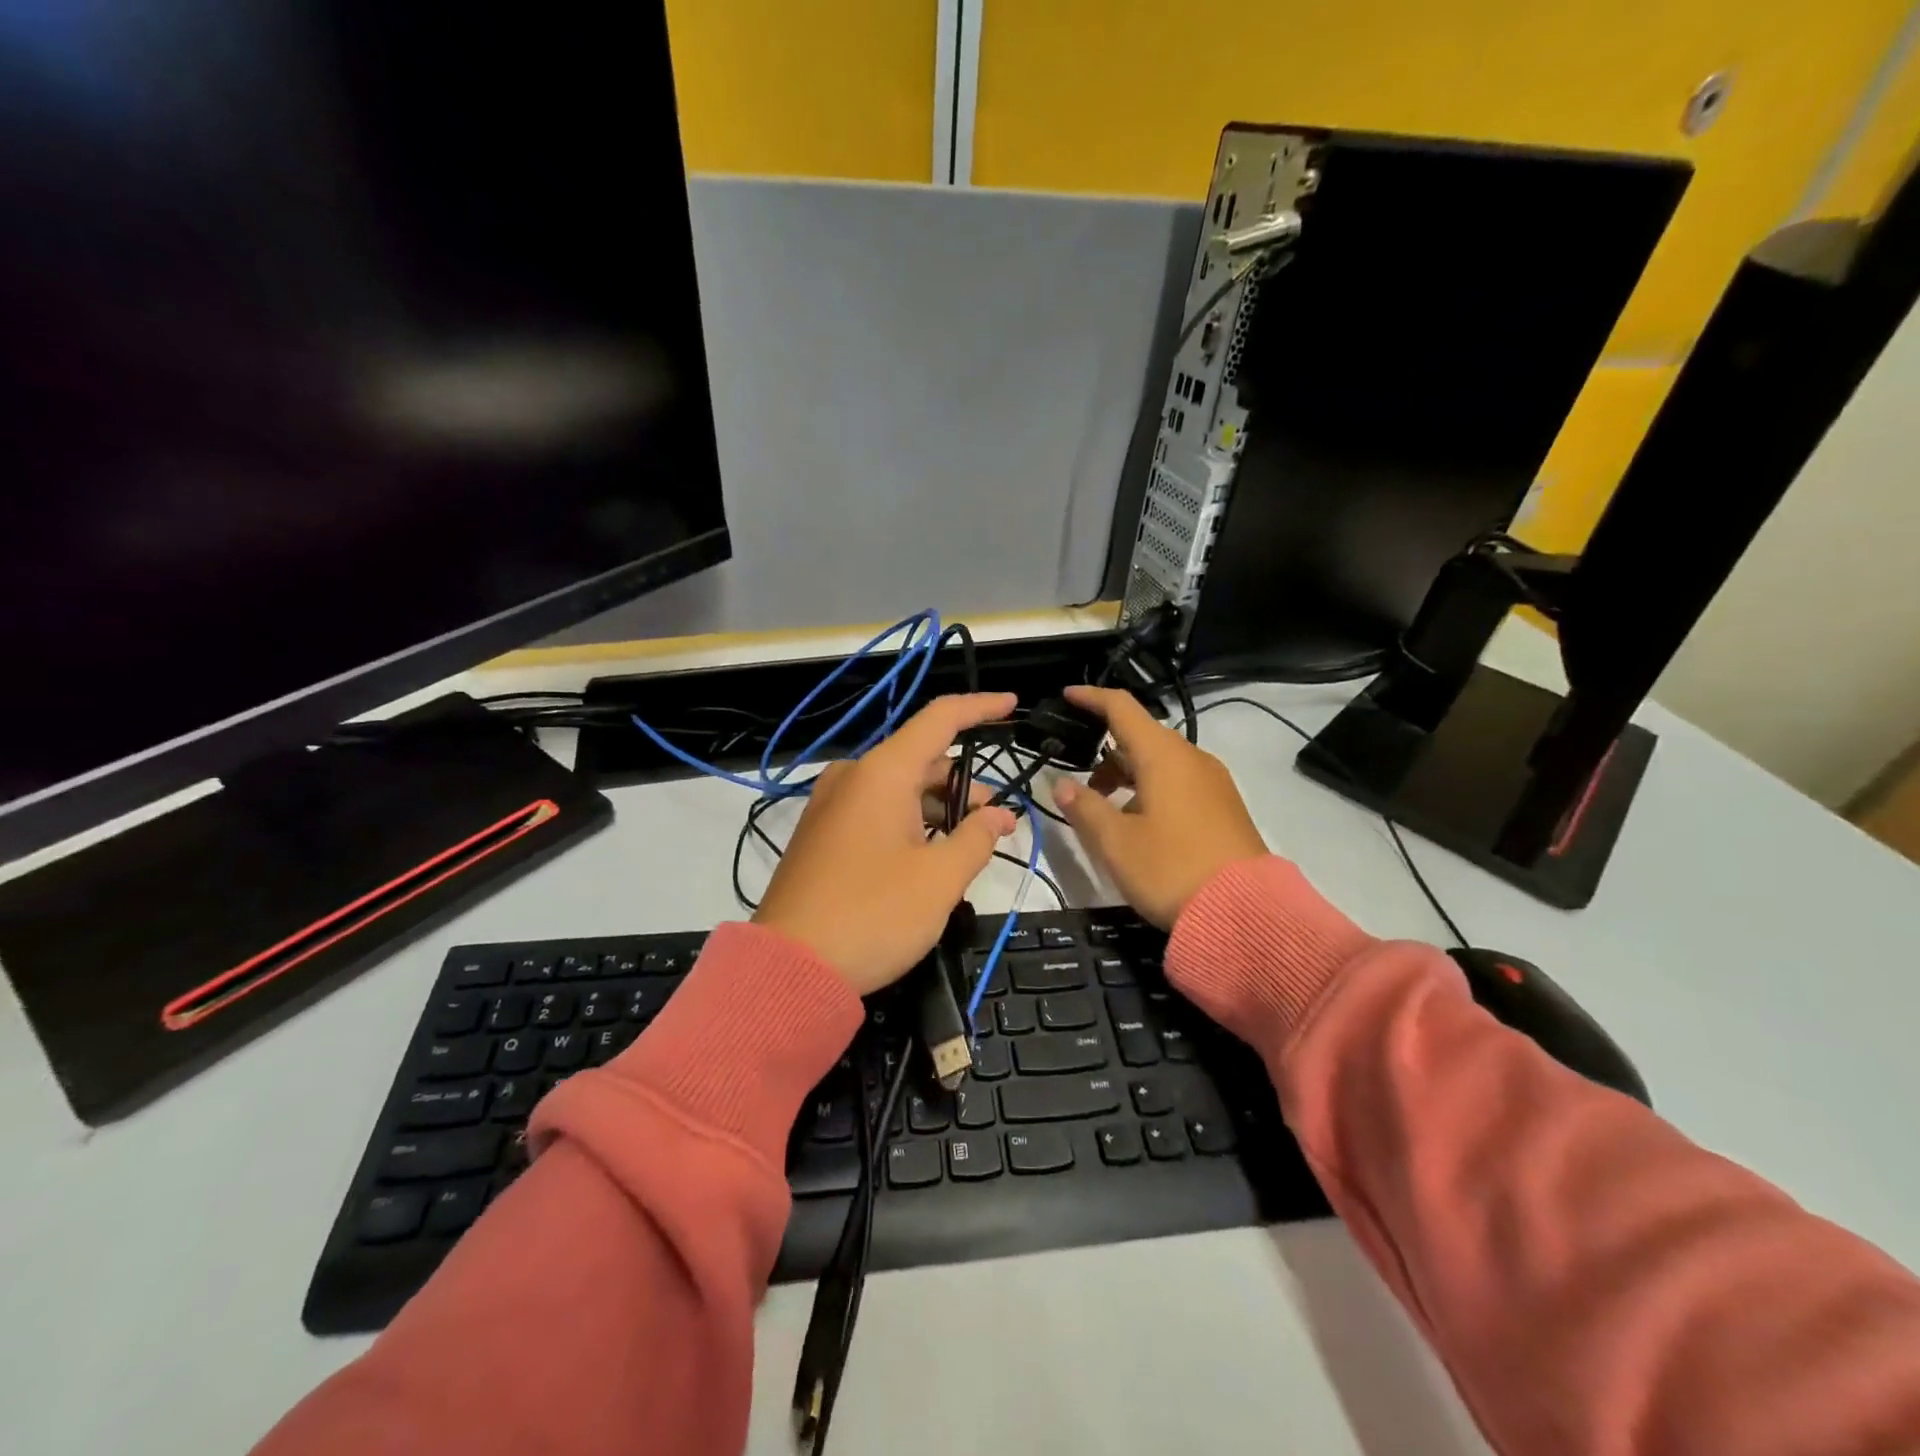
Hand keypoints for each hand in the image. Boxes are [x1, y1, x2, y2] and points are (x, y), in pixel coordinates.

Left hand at [754, 693, 1019, 995]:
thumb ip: (976, 838)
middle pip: (921, 760)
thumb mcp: (939, 880)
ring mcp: (831, 806)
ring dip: (938, 808)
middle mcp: (853, 777)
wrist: (788, 969)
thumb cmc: (873, 915)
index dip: (980, 708)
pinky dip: (910, 822)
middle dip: (964, 784)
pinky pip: (875, 811)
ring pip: (898, 789)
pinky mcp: (821, 836)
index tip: (1012, 706)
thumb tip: (998, 815)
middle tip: (998, 821)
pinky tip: (929, 856)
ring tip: (968, 845)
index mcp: (882, 773)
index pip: (939, 719)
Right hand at [1052, 685, 1267, 928]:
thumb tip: (1060, 783)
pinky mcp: (1224, 807)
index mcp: (1163, 756)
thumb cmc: (1170, 869)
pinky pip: (1179, 782)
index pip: (1122, 708)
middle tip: (1079, 782)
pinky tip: (1140, 825)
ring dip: (1128, 775)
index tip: (1067, 696)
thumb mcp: (1115, 842)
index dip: (1092, 698)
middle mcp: (1192, 759)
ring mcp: (1213, 783)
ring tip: (1105, 811)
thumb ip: (1083, 807)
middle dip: (1106, 752)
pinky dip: (1151, 789)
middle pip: (1142, 737)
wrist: (1246, 913)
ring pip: (1161, 762)